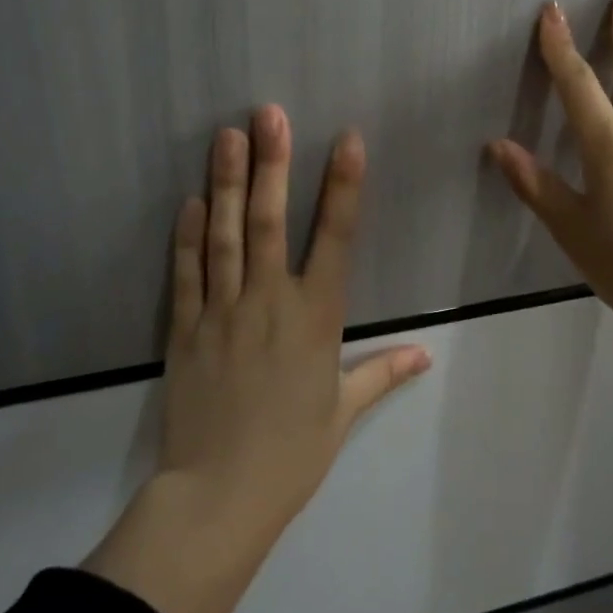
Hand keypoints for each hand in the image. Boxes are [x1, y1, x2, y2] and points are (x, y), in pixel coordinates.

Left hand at [84, 107, 430, 612]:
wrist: (219, 497)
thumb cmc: (292, 453)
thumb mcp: (343, 411)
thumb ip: (383, 372)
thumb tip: (426, 355)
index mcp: (316, 316)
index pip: (337, 237)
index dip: (343, 185)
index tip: (346, 139)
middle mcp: (270, 301)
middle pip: (271, 222)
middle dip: (272, 163)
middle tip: (268, 114)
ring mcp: (223, 311)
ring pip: (226, 236)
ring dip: (226, 183)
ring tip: (227, 136)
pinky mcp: (185, 329)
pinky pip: (187, 274)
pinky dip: (188, 236)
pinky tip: (190, 201)